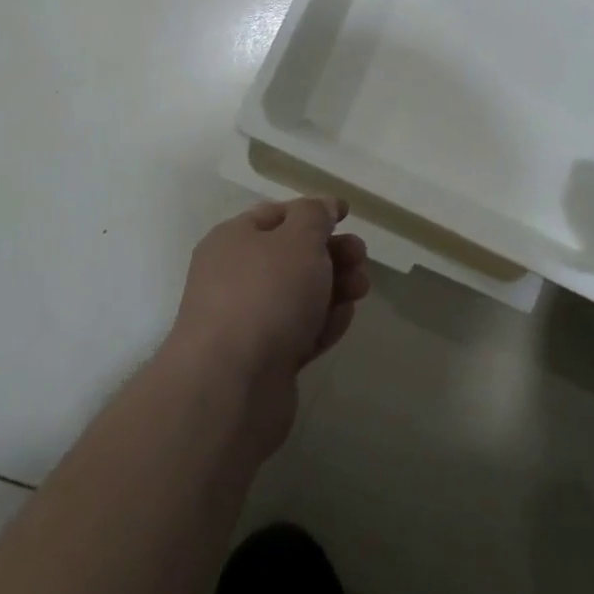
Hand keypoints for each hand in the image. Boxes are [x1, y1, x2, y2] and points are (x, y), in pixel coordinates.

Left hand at [166, 198, 369, 455]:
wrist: (232, 387)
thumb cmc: (266, 294)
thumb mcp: (298, 239)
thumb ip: (315, 216)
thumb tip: (322, 207)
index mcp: (233, 239)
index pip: (277, 215)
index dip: (313, 212)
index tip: (347, 215)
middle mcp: (234, 276)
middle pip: (291, 257)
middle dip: (331, 254)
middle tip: (361, 258)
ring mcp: (247, 321)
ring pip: (299, 296)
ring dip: (334, 288)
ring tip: (361, 289)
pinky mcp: (263, 360)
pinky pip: (298, 332)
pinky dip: (322, 324)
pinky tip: (343, 320)